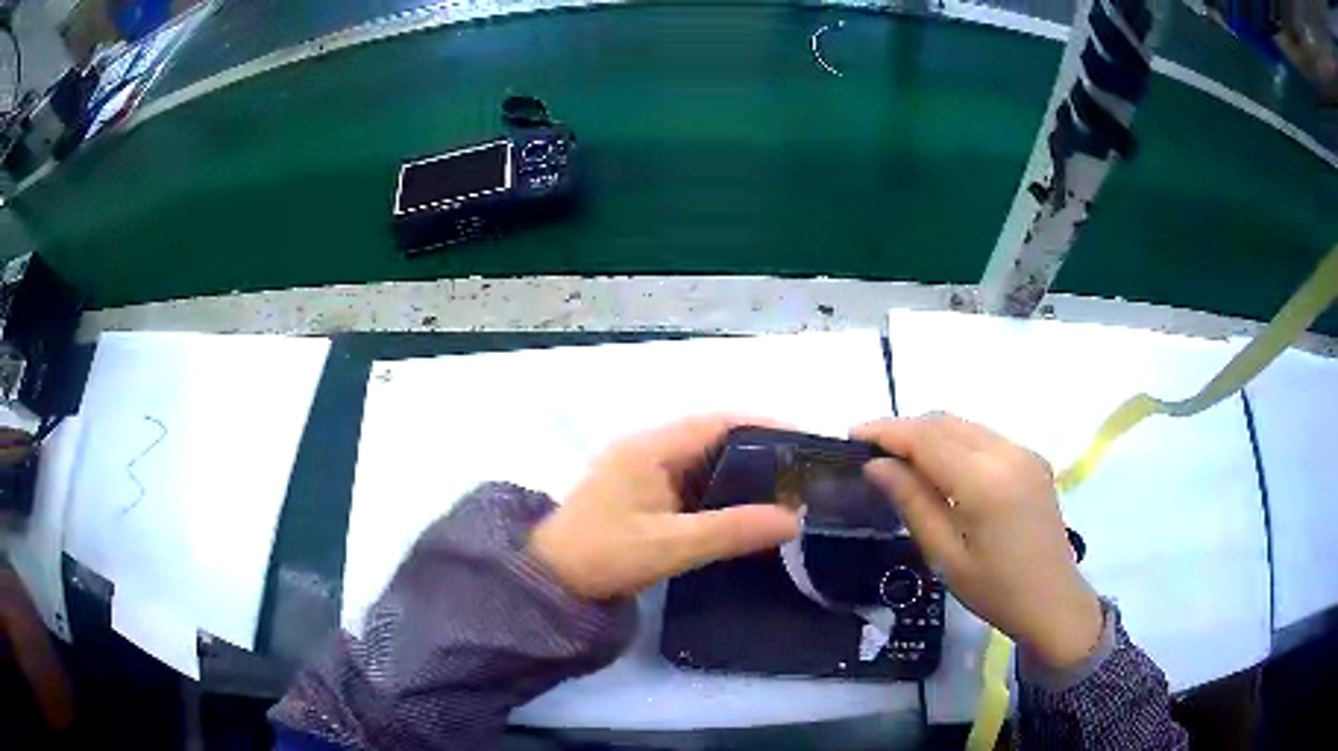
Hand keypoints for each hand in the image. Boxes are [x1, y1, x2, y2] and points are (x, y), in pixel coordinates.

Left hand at [529, 415, 800, 599]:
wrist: (551, 581)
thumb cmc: (604, 555)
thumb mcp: (672, 545)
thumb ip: (732, 530)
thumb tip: (794, 518)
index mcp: (651, 448)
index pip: (718, 422)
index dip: (764, 426)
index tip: (805, 442)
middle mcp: (648, 449)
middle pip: (714, 438)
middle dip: (759, 450)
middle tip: (802, 472)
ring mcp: (642, 471)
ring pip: (703, 461)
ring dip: (741, 472)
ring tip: (785, 489)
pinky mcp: (642, 493)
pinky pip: (691, 482)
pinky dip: (720, 491)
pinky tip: (744, 509)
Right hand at [852, 414, 1102, 669]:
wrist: (1053, 601)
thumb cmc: (996, 591)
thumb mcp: (945, 556)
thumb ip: (913, 503)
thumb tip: (877, 466)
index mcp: (985, 481)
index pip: (927, 439)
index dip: (887, 432)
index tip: (852, 435)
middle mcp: (1007, 453)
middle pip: (946, 423)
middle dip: (905, 428)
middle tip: (870, 448)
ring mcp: (1024, 452)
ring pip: (965, 425)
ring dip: (929, 432)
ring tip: (898, 455)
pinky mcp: (1032, 459)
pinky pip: (984, 436)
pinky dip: (955, 441)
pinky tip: (940, 464)